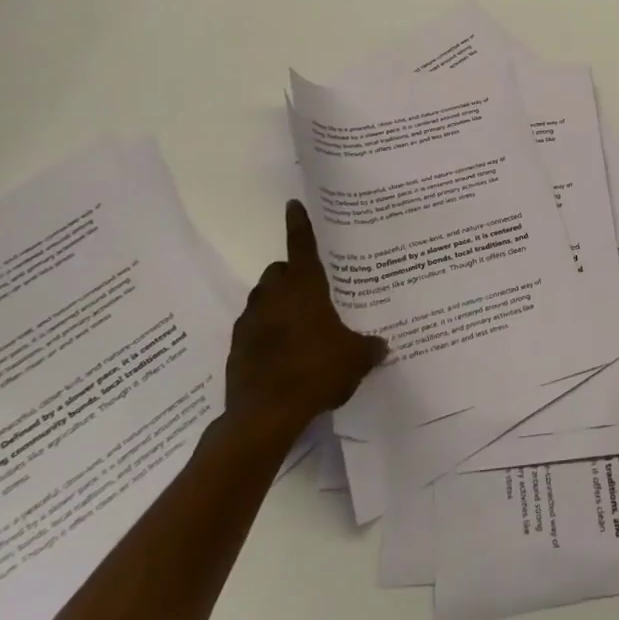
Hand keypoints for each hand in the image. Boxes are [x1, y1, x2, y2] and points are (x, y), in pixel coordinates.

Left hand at [223, 200, 386, 448]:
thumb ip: (369, 348)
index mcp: (304, 287)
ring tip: (299, 326)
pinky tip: (283, 355)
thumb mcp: (355, 359)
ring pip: (263, 299)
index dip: (299, 223)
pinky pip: (253, 329)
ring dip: (277, 304)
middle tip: (313, 291)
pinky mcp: (236, 349)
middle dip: (292, 274)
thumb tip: (382, 346)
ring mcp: (250, 322)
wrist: (263, 416)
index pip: (302, 244)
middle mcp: (273, 296)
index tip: (293, 204)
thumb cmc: (316, 372)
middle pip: (279, 271)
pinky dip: (265, 333)